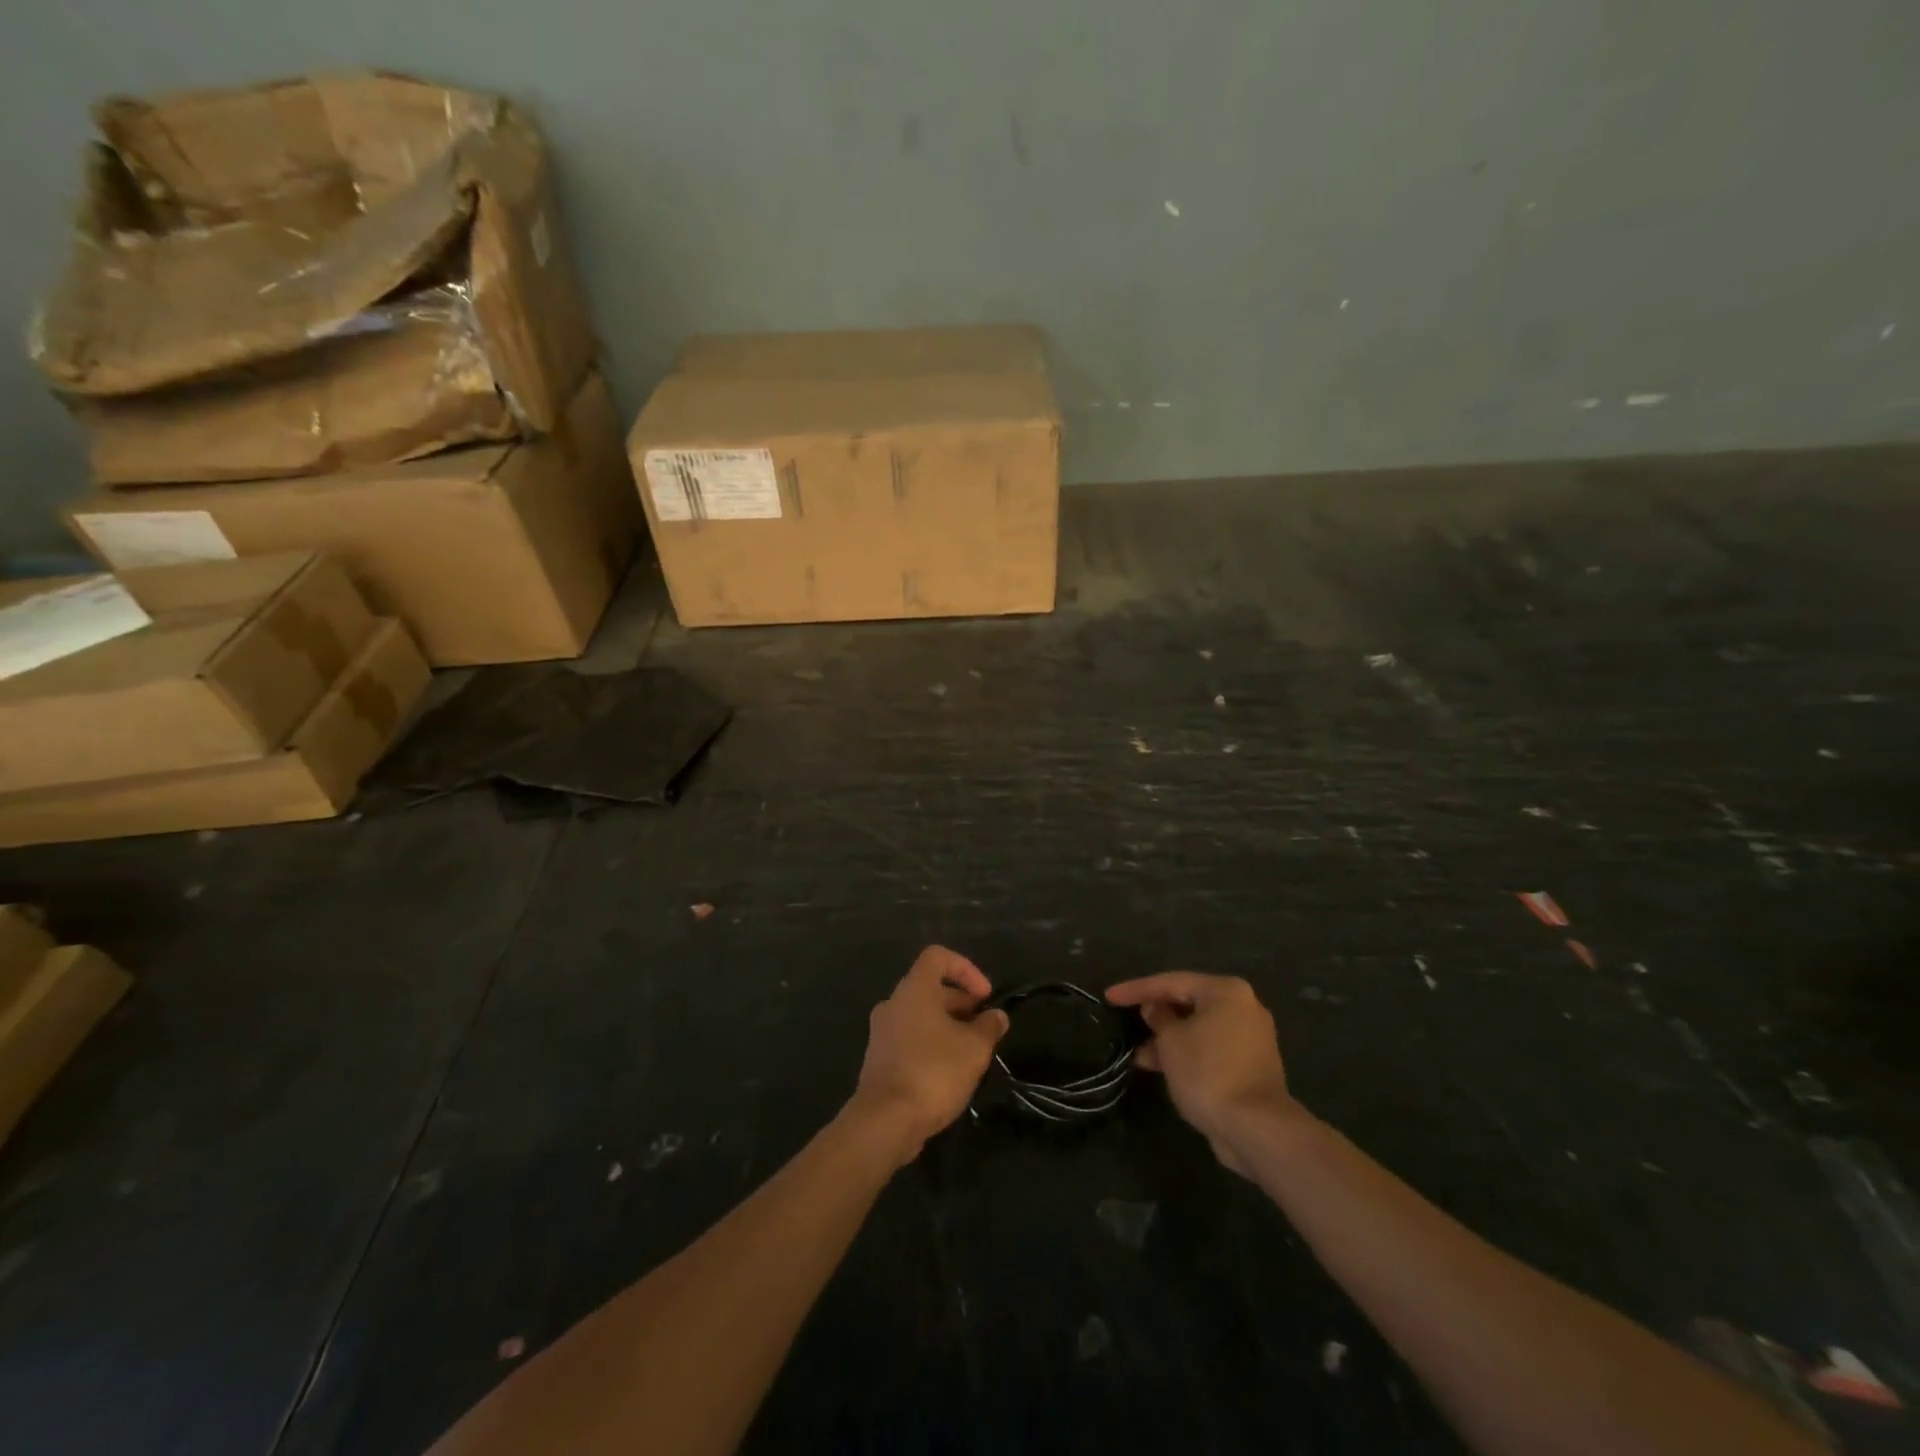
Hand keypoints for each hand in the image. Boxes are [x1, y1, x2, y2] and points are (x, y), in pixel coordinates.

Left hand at [850, 946, 1009, 1162]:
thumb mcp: (974, 1048)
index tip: (985, 996)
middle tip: (984, 1027)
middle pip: (930, 987)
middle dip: (961, 1002)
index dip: (966, 969)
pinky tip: (950, 1071)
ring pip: (920, 1015)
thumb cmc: (934, 1072)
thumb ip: (989, 1026)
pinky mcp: (879, 1058)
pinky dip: (931, 1044)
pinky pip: (910, 1038)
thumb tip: (996, 1016)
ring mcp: (882, 1032)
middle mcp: (893, 1003)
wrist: (885, 1121)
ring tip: (972, 1051)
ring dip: (948, 1025)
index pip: (938, 957)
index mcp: (914, 989)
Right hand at [1105, 973, 1298, 1173]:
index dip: (1136, 989)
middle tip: (1126, 1020)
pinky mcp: (1251, 1065)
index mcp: (1226, 991)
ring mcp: (1251, 1038)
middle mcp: (1243, 1007)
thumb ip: (1159, 1018)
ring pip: (1199, 1029)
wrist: (1256, 1128)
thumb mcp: (1171, 1041)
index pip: (1172, 982)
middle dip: (1156, 1014)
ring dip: (1169, 1039)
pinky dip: (1187, 1053)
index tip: (1109, 997)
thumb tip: (1154, 1008)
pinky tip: (1161, 1067)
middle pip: (1189, 1003)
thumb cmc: (1208, 1072)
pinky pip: (1211, 1049)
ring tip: (1138, 1053)